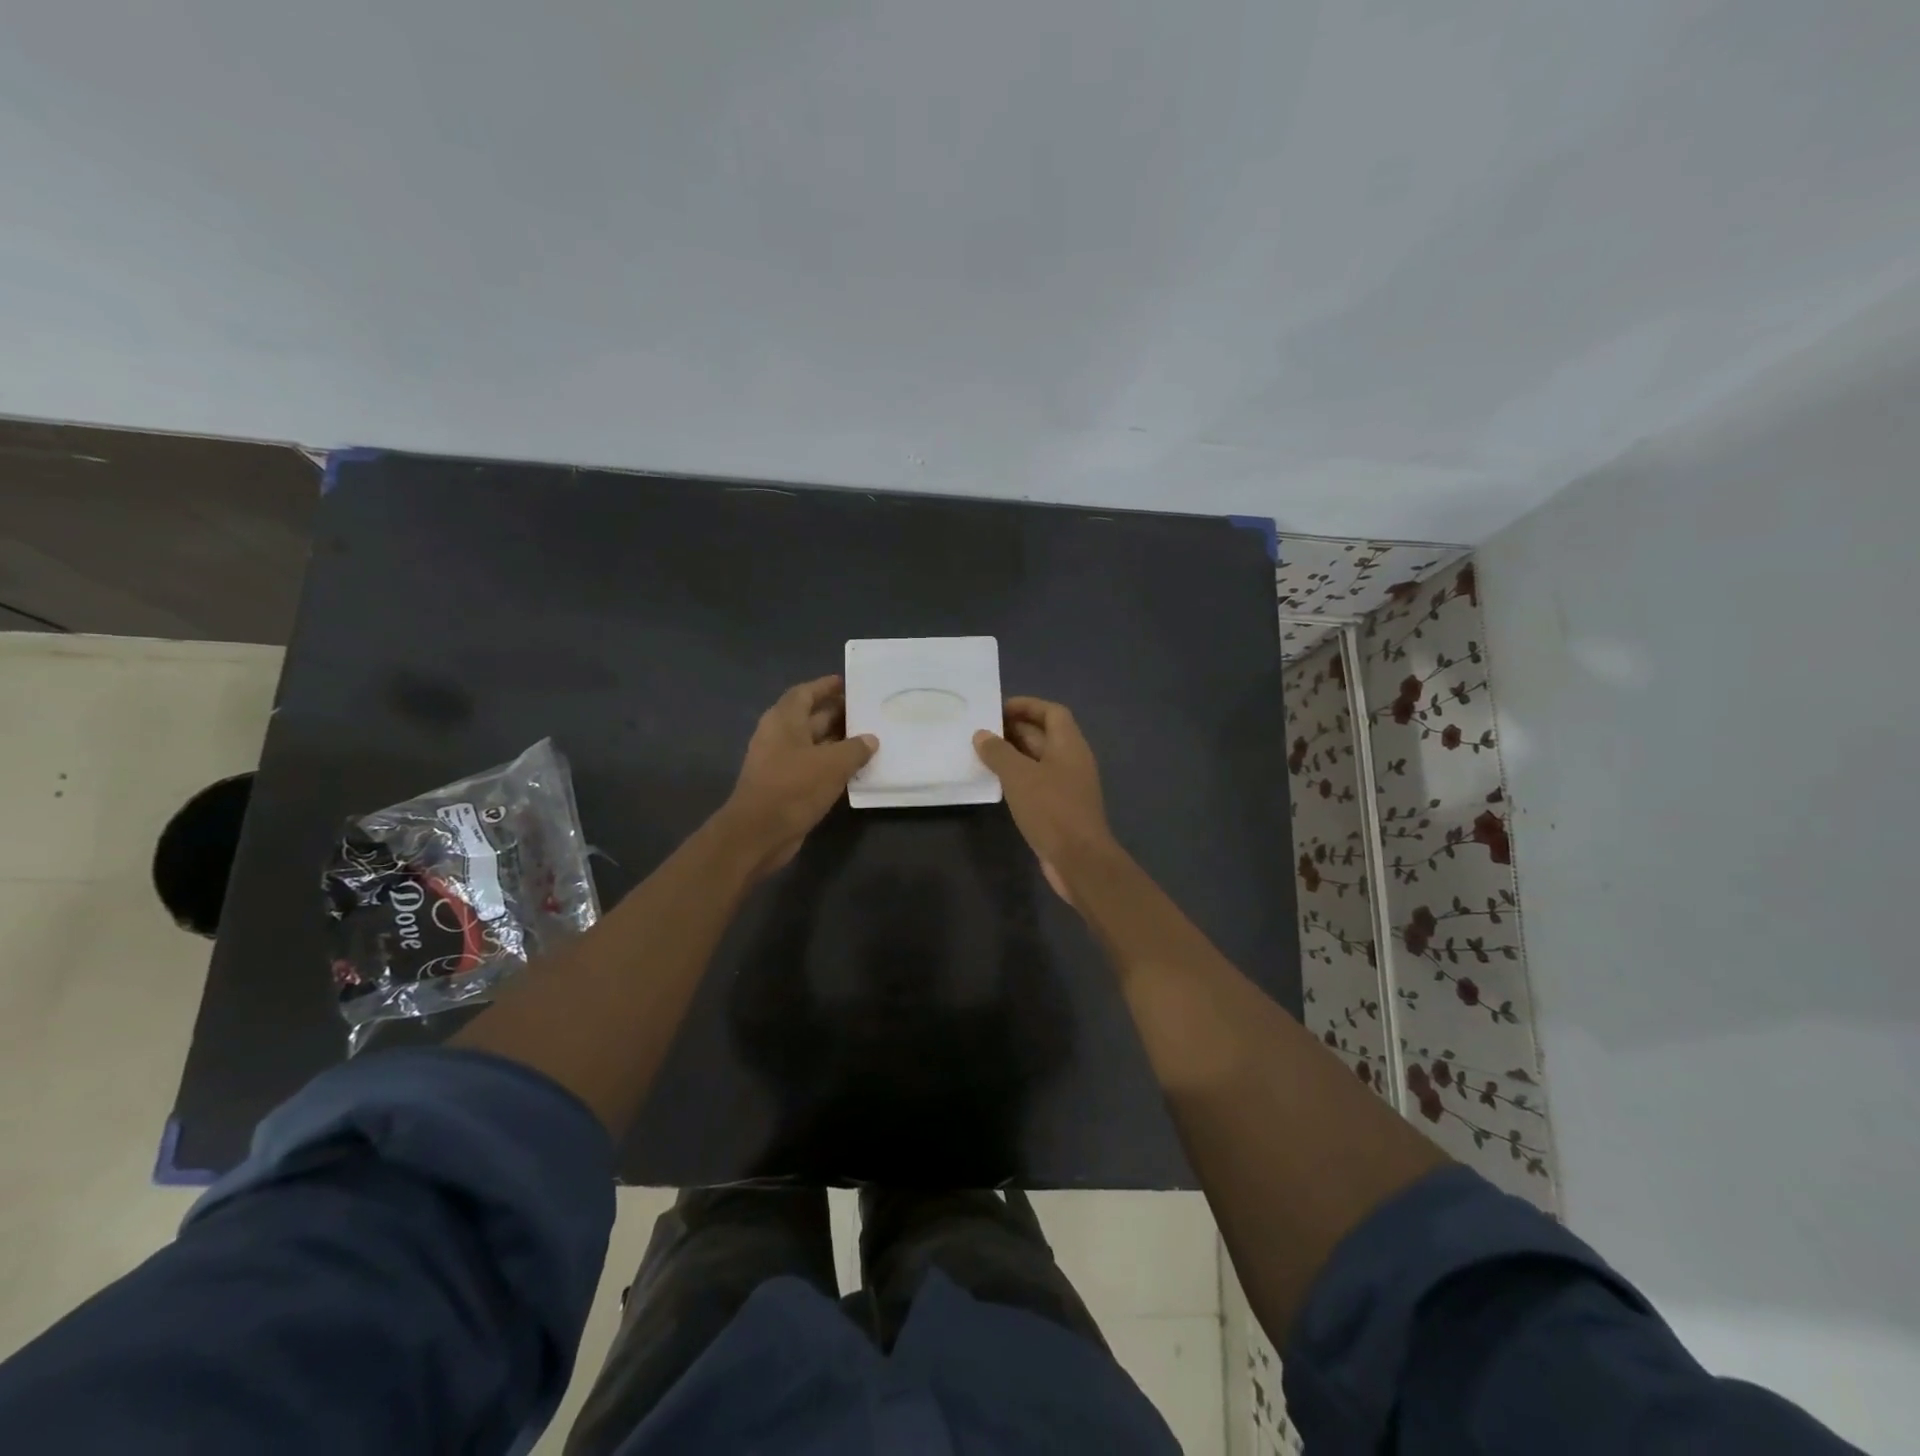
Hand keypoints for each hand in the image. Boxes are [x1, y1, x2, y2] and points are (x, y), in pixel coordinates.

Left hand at [721, 675, 876, 877]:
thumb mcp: (832, 764)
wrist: (758, 833)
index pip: (805, 693)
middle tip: (867, 711)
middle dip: (837, 713)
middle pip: (810, 717)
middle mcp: (779, 736)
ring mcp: (779, 762)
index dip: (825, 686)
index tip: (847, 683)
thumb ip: (855, 748)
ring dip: (837, 740)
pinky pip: (812, 766)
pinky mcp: (784, 785)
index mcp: (784, 720)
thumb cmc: (794, 787)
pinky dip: (831, 763)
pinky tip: (854, 768)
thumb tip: (870, 739)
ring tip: (868, 738)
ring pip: (813, 743)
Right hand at [973, 697, 1117, 903]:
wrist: (1079, 860)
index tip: (998, 708)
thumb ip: (999, 752)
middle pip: (1044, 735)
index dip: (1027, 706)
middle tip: (982, 732)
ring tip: (983, 755)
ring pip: (1039, 761)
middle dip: (1015, 730)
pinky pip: (1038, 783)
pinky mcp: (1061, 808)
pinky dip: (1019, 778)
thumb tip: (982, 734)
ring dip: (1014, 755)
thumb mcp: (1019, 776)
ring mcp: (1068, 786)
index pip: (1051, 712)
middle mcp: (1072, 760)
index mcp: (1069, 745)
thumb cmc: (1051, 809)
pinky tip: (998, 784)